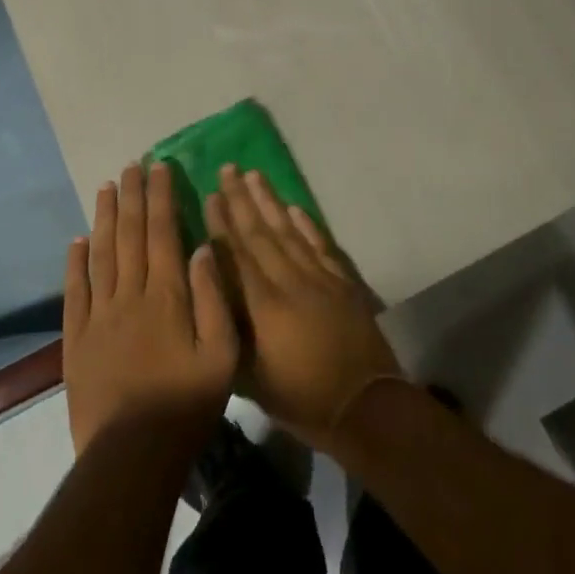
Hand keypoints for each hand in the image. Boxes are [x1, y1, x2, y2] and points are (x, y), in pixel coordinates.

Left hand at [63, 163, 238, 456]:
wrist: (131, 457)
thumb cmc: (186, 405)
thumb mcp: (222, 354)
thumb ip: (214, 297)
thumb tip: (203, 247)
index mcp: (167, 295)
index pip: (163, 232)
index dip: (161, 197)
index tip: (161, 168)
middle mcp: (130, 295)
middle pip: (130, 234)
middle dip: (133, 196)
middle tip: (132, 165)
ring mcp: (98, 316)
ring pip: (101, 254)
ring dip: (105, 218)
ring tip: (107, 187)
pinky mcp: (77, 340)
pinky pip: (75, 291)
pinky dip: (75, 262)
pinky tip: (77, 240)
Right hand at [204, 165, 400, 452]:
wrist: (364, 405)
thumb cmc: (301, 399)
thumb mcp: (251, 378)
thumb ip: (229, 330)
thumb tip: (210, 291)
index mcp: (263, 306)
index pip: (236, 255)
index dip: (221, 223)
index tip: (210, 194)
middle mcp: (289, 281)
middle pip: (260, 233)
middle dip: (241, 199)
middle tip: (228, 168)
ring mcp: (319, 277)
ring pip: (288, 230)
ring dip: (270, 201)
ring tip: (254, 174)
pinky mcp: (342, 280)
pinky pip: (319, 243)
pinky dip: (306, 223)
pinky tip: (294, 207)